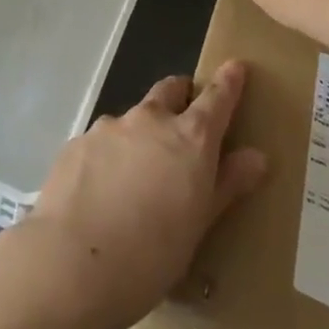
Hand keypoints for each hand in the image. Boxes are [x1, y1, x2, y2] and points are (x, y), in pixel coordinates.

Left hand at [15, 63, 266, 328]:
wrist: (71, 261)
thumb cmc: (150, 256)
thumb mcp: (198, 227)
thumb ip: (226, 185)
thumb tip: (257, 156)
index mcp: (189, 139)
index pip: (216, 98)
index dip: (228, 81)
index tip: (236, 67)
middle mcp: (150, 120)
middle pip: (170, 90)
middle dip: (181, 95)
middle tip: (186, 118)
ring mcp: (110, 126)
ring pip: (134, 117)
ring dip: (142, 133)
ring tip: (139, 175)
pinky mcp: (78, 141)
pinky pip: (103, 141)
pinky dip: (111, 155)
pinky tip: (103, 191)